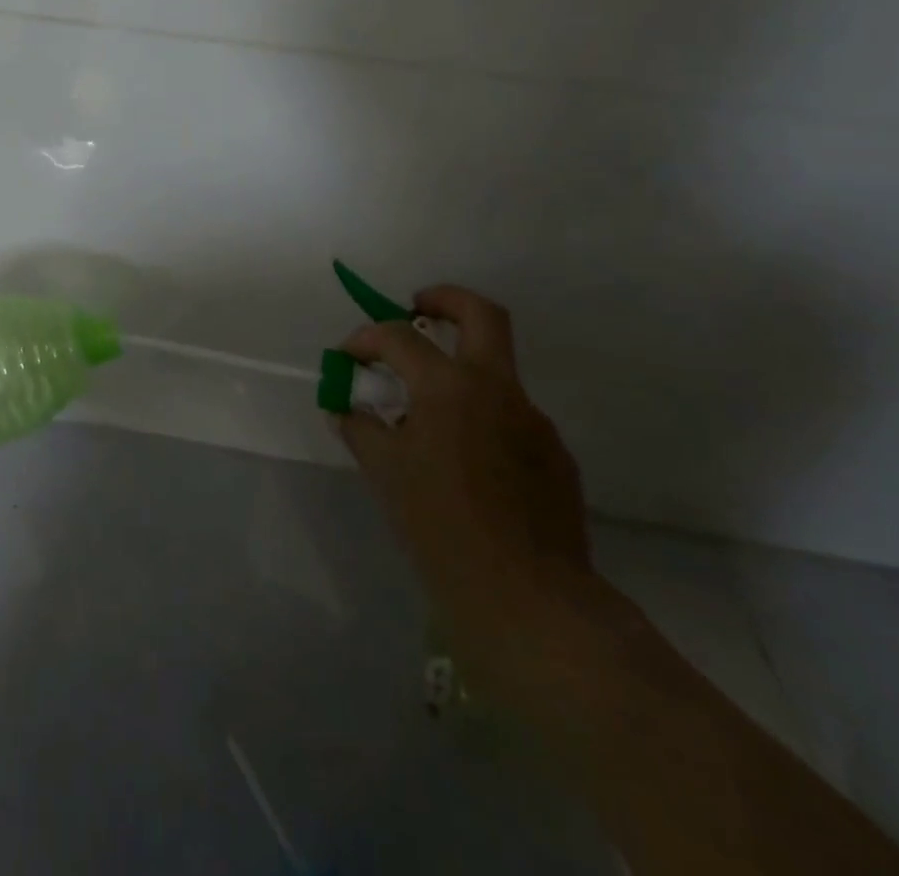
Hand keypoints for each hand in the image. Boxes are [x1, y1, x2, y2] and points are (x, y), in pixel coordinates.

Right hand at [338, 286, 594, 657]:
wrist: (529, 599)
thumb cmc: (441, 528)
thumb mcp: (385, 474)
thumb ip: (360, 429)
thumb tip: (344, 408)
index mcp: (449, 387)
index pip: (399, 337)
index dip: (365, 339)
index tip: (347, 357)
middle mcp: (497, 389)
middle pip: (481, 314)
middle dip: (444, 299)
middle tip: (416, 308)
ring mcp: (533, 420)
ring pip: (496, 370)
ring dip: (460, 370)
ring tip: (428, 414)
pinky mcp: (554, 454)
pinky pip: (511, 418)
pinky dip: (481, 418)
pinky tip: (464, 461)